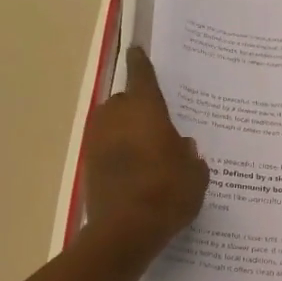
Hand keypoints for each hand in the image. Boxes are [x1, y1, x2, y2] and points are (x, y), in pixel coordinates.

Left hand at [83, 46, 209, 256]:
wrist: (125, 230)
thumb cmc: (167, 193)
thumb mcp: (194, 175)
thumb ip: (190, 155)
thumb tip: (182, 146)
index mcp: (145, 109)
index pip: (142, 75)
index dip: (141, 62)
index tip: (137, 50)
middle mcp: (116, 117)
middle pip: (124, 101)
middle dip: (137, 108)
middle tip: (156, 124)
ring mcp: (97, 140)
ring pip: (112, 125)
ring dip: (125, 132)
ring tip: (145, 151)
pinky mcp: (87, 165)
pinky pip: (105, 149)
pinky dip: (116, 154)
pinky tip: (133, 172)